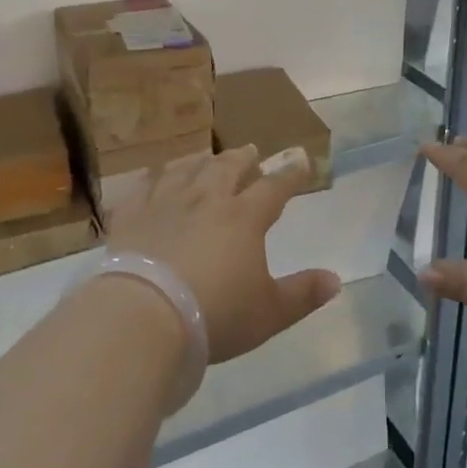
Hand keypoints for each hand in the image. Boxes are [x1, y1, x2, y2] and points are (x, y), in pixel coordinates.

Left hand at [105, 146, 341, 363]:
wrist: (144, 316)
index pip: (274, 187)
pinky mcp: (130, 216)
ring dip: (200, 161)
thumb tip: (336, 280)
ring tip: (205, 158)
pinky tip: (152, 176)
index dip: (290, 173)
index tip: (301, 160)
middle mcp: (206, 200)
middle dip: (242, 158)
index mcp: (244, 218)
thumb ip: (303, 294)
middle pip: (227, 168)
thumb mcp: (269, 313)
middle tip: (249, 151)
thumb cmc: (215, 315)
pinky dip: (151, 178)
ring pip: (186, 170)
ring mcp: (165, 203)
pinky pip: (141, 187)